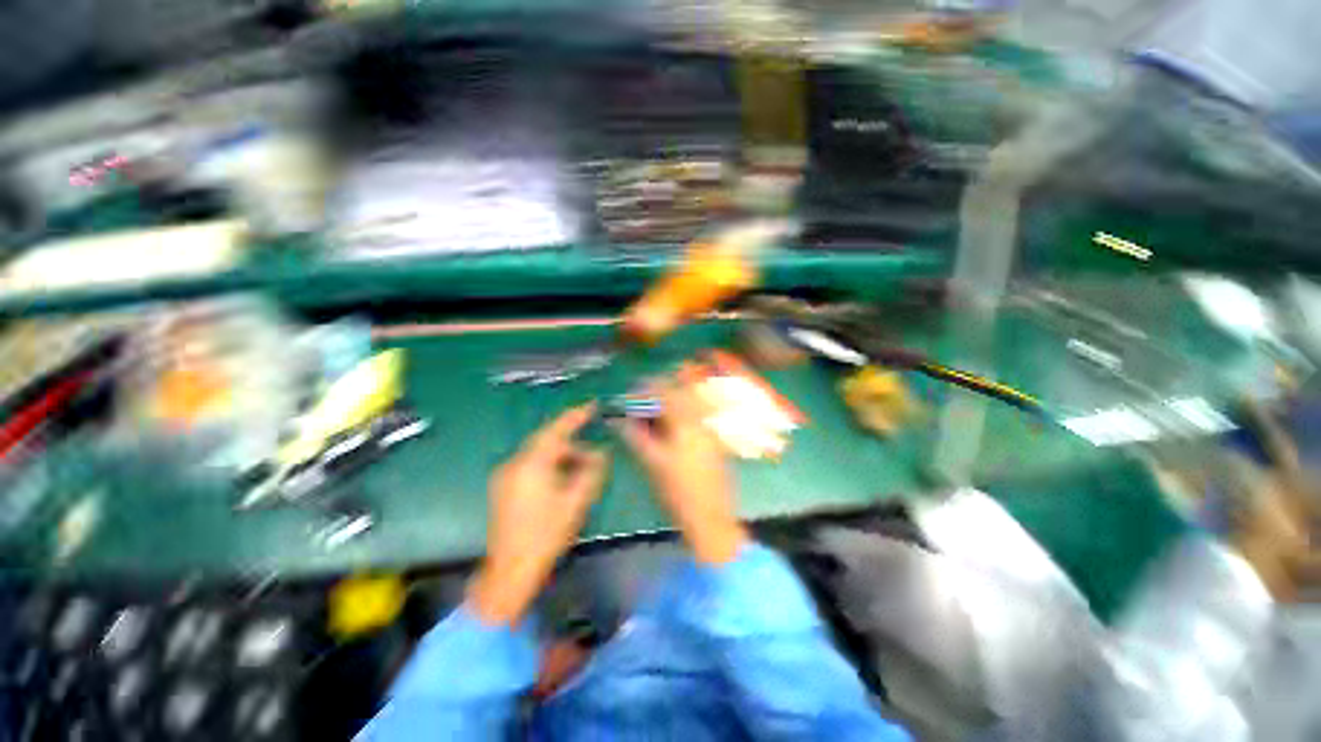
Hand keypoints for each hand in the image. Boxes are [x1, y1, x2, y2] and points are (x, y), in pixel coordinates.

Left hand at [470, 404, 607, 624]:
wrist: (510, 571)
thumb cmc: (546, 535)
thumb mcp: (576, 501)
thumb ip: (591, 471)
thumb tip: (601, 453)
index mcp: (532, 464)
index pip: (556, 430)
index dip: (575, 416)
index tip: (592, 406)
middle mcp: (514, 463)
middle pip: (547, 442)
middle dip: (572, 446)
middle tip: (593, 457)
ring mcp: (505, 475)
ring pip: (538, 455)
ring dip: (561, 458)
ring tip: (580, 473)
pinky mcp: (502, 487)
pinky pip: (529, 466)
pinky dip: (548, 467)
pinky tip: (560, 482)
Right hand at [619, 380, 747, 563]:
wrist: (710, 518)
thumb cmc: (677, 492)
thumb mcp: (652, 462)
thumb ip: (635, 435)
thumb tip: (617, 420)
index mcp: (687, 423)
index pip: (664, 393)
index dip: (645, 390)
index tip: (630, 394)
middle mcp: (701, 420)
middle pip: (679, 393)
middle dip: (657, 392)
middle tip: (639, 402)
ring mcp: (709, 430)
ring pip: (687, 404)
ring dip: (668, 403)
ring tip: (651, 414)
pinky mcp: (713, 440)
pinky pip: (694, 417)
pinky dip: (678, 416)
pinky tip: (667, 428)